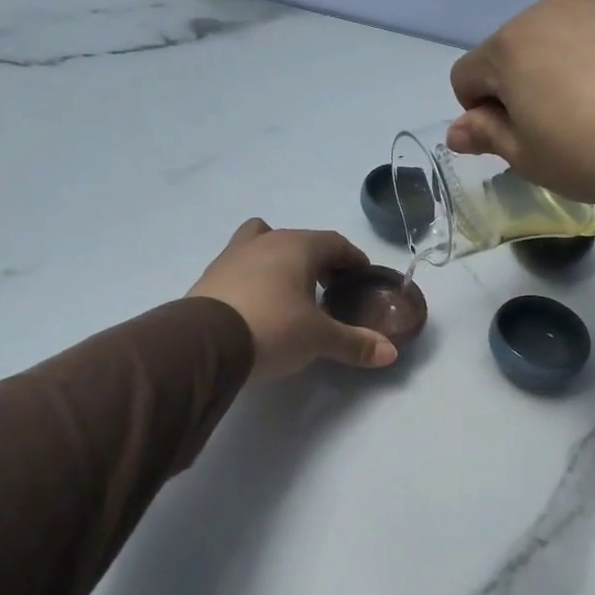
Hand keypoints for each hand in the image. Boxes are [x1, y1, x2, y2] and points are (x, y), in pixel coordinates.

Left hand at [188, 220, 398, 379]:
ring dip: (281, 262)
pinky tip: (258, 305)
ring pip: (263, 245)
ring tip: (290, 293)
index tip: (362, 277)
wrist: (204, 342)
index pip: (334, 242)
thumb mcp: (319, 339)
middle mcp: (265, 242)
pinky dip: (255, 278)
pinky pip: (241, 266)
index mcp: (297, 246)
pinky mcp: (210, 276)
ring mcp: (232, 255)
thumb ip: (355, 343)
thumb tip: (391, 353)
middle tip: (330, 289)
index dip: (353, 259)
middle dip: (318, 261)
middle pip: (299, 241)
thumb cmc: (273, 327)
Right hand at [448, 0, 594, 215]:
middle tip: (562, 125)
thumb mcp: (529, 158)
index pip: (467, 76)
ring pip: (565, 30)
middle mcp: (549, 7)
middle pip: (516, 48)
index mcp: (509, 47)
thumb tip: (457, 130)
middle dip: (524, 82)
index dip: (479, 112)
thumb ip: (487, 135)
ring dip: (567, 60)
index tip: (514, 137)